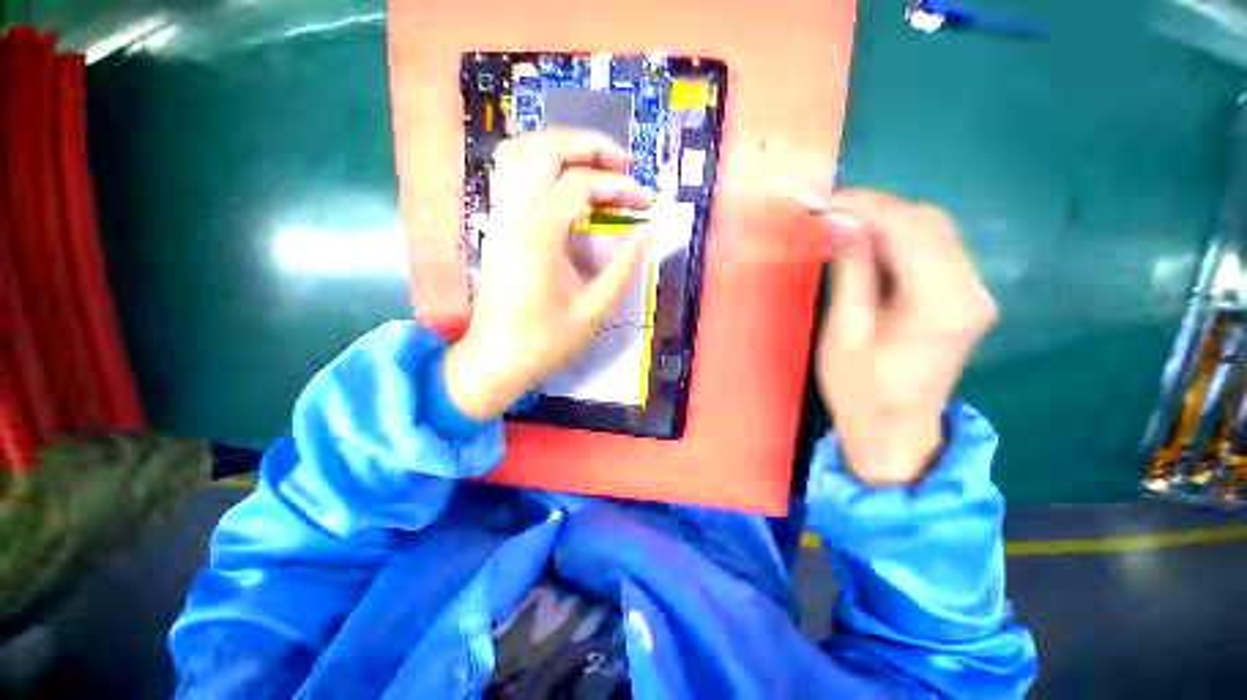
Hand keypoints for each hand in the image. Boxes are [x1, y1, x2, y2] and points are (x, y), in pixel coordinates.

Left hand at [444, 131, 653, 419]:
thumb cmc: (545, 340)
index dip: (619, 187)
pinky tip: (564, 184)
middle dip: (589, 146)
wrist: (496, 358)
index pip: (580, 184)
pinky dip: (539, 163)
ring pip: (520, 152)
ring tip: (595, 166)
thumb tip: (645, 233)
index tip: (646, 202)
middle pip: (544, 148)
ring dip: (561, 148)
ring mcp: (498, 216)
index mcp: (538, 235)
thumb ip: (622, 268)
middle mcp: (512, 214)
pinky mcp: (496, 225)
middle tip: (622, 164)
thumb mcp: (594, 310)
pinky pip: (511, 173)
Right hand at [815, 190, 997, 485]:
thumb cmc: (860, 391)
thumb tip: (841, 221)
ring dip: (885, 225)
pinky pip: (933, 251)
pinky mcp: (964, 298)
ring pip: (933, 231)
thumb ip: (850, 272)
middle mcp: (970, 290)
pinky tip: (866, 253)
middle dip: (876, 211)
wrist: (896, 432)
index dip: (867, 206)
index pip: (910, 228)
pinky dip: (897, 242)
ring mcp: (973, 293)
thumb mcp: (845, 332)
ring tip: (841, 235)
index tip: (826, 203)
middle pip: (929, 222)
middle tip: (828, 220)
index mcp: (941, 304)